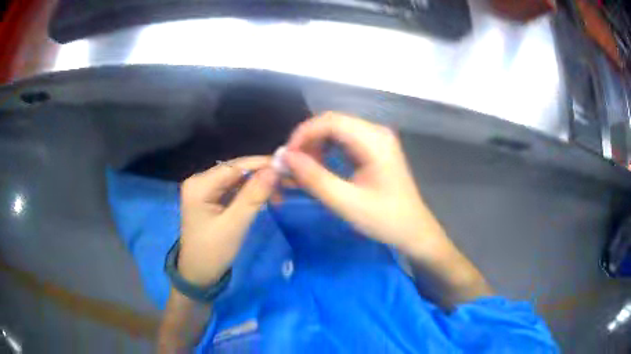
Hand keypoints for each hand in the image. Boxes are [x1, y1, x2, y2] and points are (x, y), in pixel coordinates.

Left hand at [177, 156, 277, 286]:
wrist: (198, 275)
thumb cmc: (213, 252)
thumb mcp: (234, 224)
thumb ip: (253, 196)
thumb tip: (275, 169)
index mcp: (199, 185)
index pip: (234, 166)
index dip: (261, 164)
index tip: (287, 166)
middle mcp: (199, 181)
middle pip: (235, 171)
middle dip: (261, 174)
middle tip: (287, 179)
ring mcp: (204, 190)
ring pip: (236, 180)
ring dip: (257, 183)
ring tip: (280, 189)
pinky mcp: (210, 199)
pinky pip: (233, 190)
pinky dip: (249, 192)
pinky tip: (265, 195)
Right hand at [283, 112, 446, 252]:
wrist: (413, 230)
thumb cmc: (385, 219)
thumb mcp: (346, 203)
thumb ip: (315, 179)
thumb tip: (286, 157)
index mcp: (374, 141)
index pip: (330, 121)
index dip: (303, 134)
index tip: (287, 156)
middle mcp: (376, 132)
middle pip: (332, 122)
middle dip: (308, 140)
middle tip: (292, 165)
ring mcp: (377, 139)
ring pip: (336, 130)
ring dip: (316, 145)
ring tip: (304, 168)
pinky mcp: (374, 148)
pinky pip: (344, 140)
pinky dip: (327, 149)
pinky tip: (320, 166)